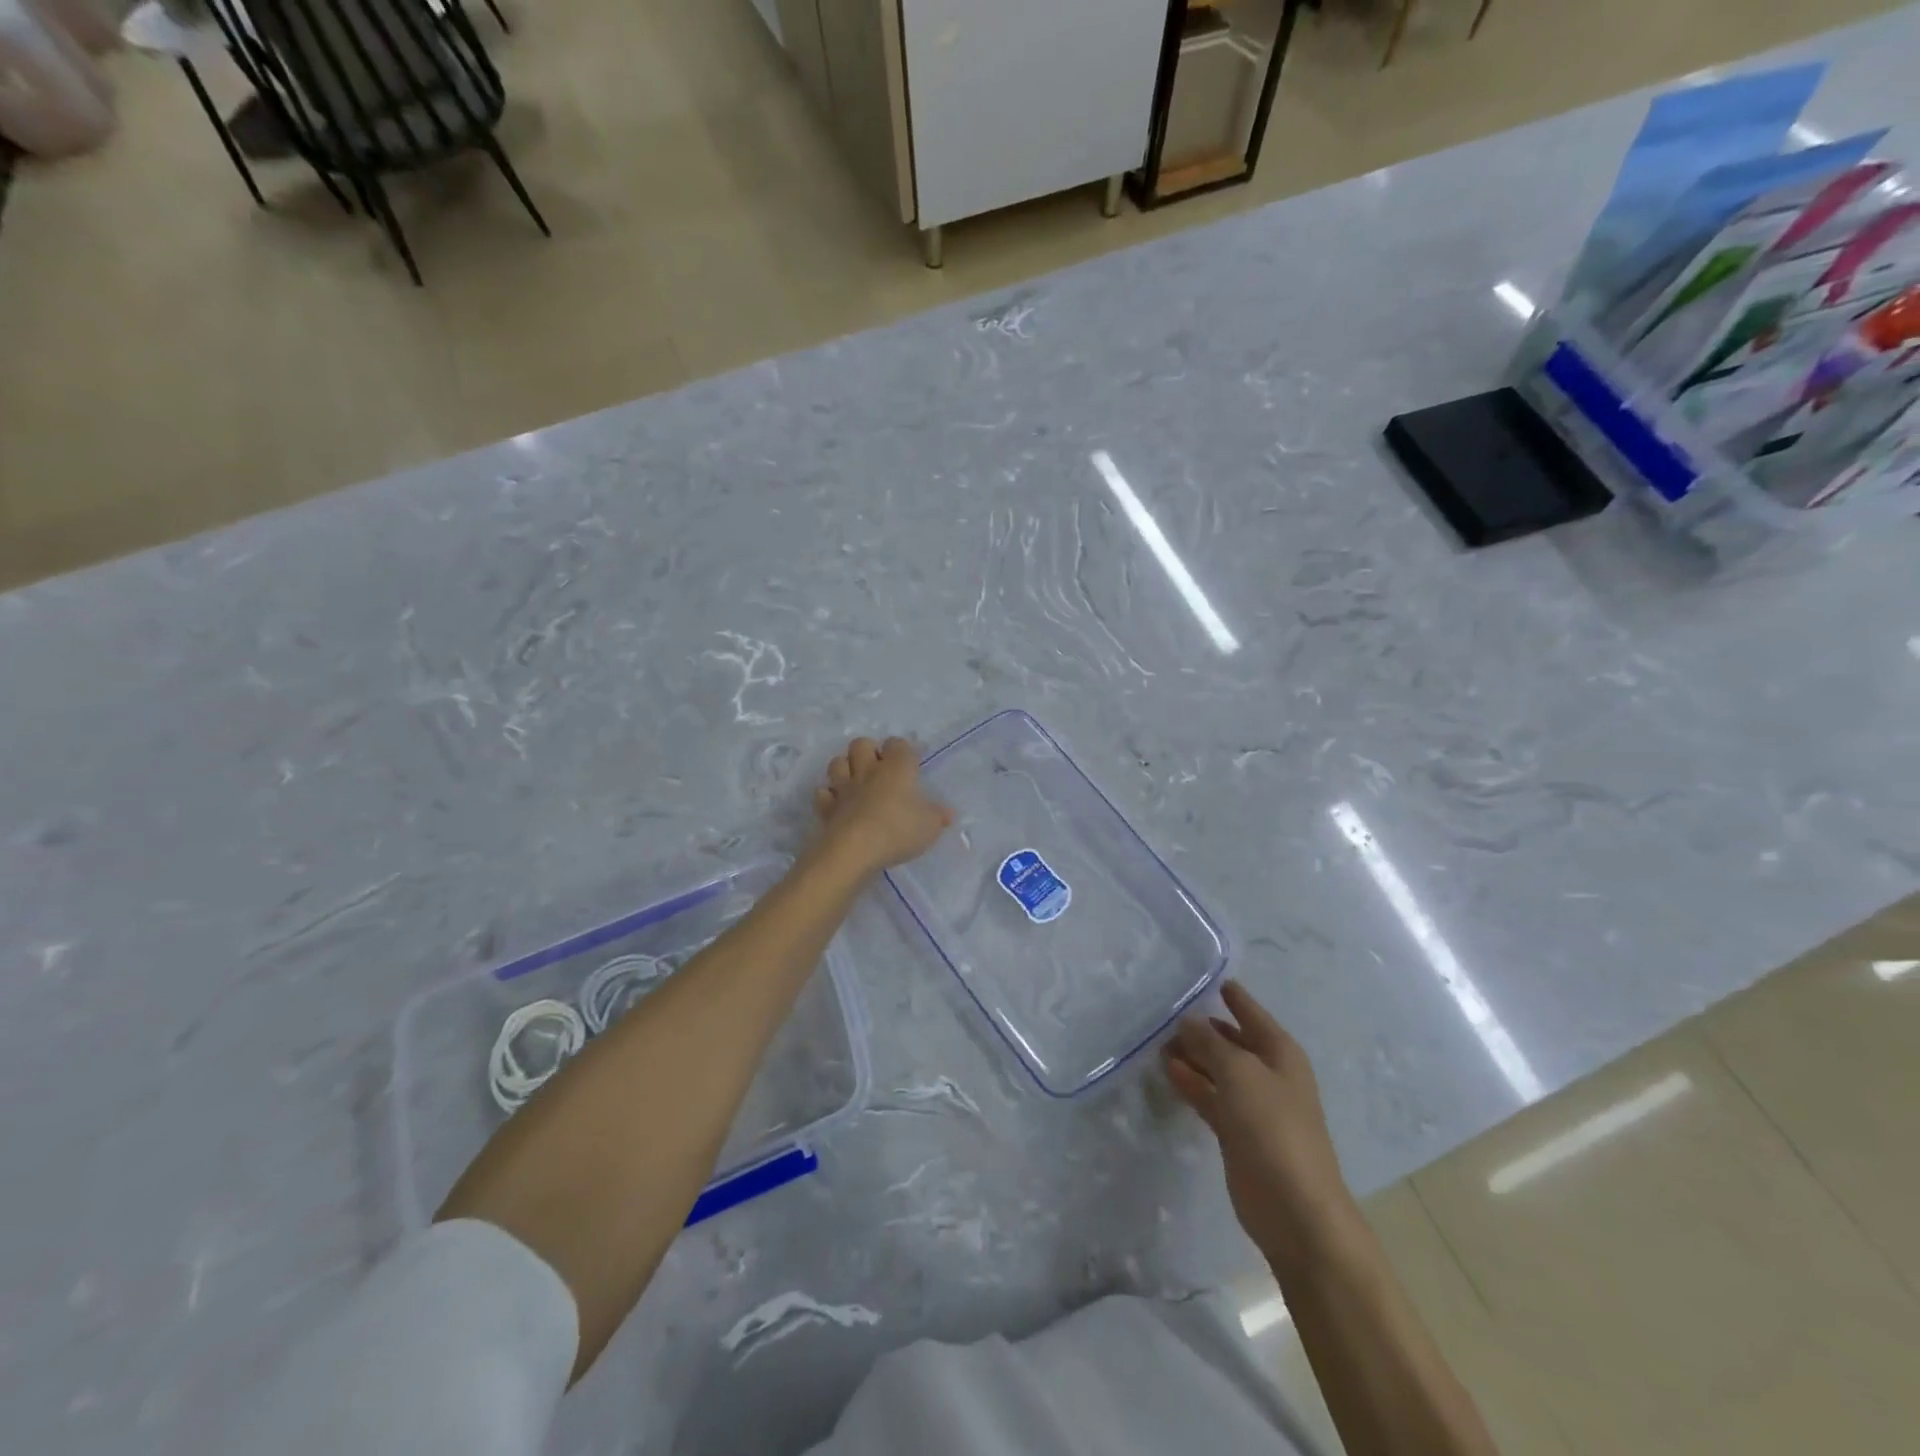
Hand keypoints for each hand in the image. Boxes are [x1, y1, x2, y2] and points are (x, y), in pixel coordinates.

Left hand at [813, 737, 953, 874]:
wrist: (854, 850)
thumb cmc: (898, 831)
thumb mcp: (930, 826)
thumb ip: (938, 817)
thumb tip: (948, 812)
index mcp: (896, 768)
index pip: (898, 744)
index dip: (904, 750)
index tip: (911, 762)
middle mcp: (868, 771)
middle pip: (861, 744)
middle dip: (869, 750)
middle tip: (880, 767)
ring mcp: (843, 788)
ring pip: (837, 763)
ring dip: (845, 767)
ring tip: (856, 781)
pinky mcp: (826, 808)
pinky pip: (824, 793)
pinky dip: (829, 795)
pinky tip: (837, 803)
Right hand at [1164, 981, 1358, 1272]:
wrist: (1294, 1209)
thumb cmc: (1273, 1127)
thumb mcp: (1239, 1072)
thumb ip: (1209, 1042)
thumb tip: (1187, 1020)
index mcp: (1280, 1053)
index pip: (1251, 1012)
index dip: (1231, 995)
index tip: (1205, 977)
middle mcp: (1268, 1073)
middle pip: (1231, 1040)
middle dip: (1202, 1026)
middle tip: (1165, 1010)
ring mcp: (1252, 1105)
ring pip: (1217, 1069)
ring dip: (1191, 1055)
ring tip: (1157, 1039)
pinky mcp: (1236, 1132)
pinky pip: (1209, 1096)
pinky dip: (1190, 1083)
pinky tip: (1166, 1070)